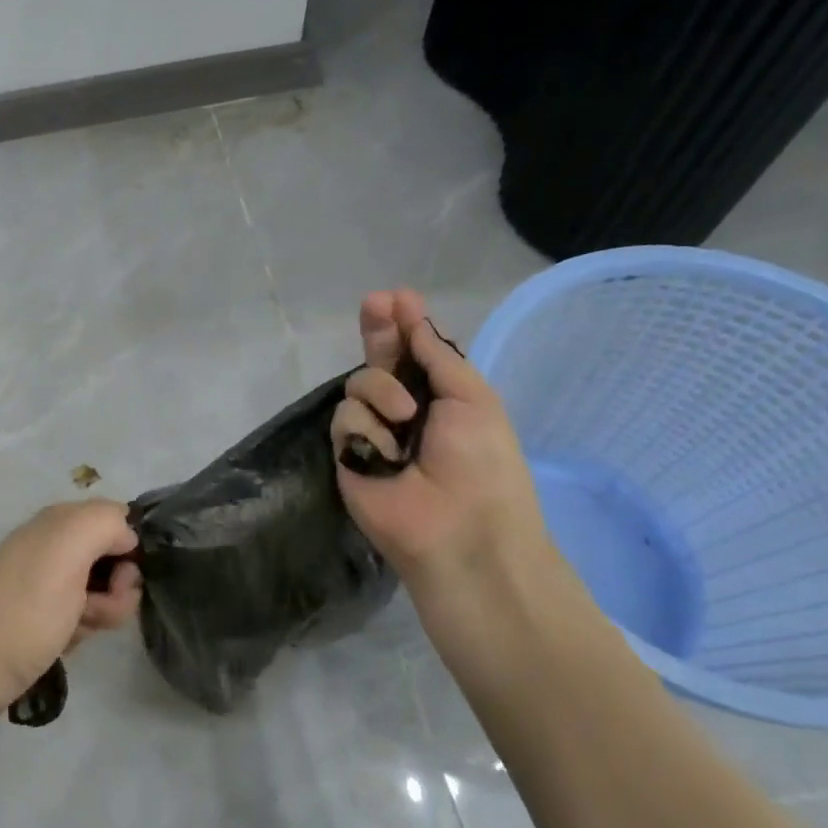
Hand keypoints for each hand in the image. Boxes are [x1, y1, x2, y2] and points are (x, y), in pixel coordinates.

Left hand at [0, 501, 142, 720]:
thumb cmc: (26, 608)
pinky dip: (82, 630)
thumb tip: (128, 537)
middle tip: (95, 607)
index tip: (123, 576)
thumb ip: (106, 522)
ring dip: (102, 613)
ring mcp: (51, 583)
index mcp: (61, 521)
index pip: (119, 520)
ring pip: (105, 592)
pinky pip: (86, 616)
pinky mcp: (47, 617)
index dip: (130, 548)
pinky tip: (63, 642)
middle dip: (117, 588)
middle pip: (116, 559)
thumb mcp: (68, 548)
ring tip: (74, 628)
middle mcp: (57, 545)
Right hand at [332, 290, 553, 612]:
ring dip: (382, 391)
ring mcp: (372, 431)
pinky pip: (345, 418)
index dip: (403, 325)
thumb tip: (413, 319)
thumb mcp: (472, 397)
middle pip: (378, 360)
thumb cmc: (482, 461)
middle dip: (376, 330)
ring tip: (404, 417)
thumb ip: (437, 355)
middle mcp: (402, 410)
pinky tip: (386, 453)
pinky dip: (367, 429)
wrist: (460, 530)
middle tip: (374, 303)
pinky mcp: (347, 453)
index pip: (414, 352)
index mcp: (440, 397)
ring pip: (358, 385)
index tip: (395, 298)